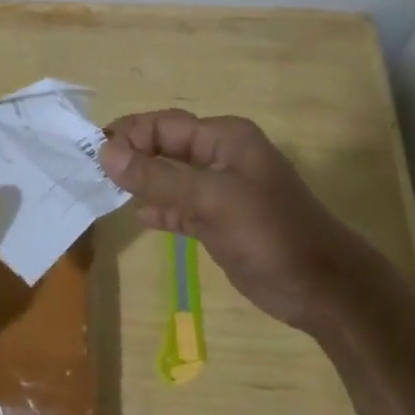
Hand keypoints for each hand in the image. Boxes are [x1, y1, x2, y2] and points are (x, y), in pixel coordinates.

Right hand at [100, 109, 386, 333]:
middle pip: (164, 148)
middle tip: (91, 172)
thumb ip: (158, 177)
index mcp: (224, 138)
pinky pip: (178, 206)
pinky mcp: (217, 221)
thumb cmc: (271, 233)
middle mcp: (219, 157)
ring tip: (103, 192)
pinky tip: (140, 216)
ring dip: (140, 183)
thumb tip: (105, 152)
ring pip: (168, 177)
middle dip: (130, 157)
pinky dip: (158, 208)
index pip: (164, 125)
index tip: (93, 153)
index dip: (129, 134)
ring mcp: (219, 191)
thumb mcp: (212, 200)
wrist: (323, 289)